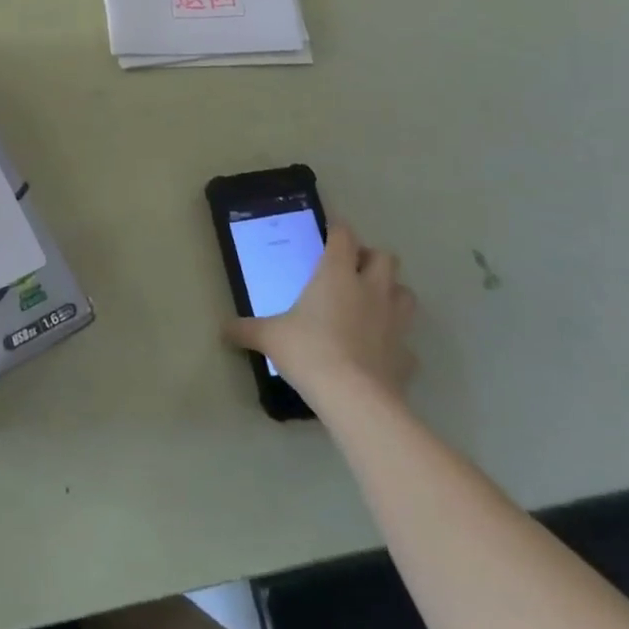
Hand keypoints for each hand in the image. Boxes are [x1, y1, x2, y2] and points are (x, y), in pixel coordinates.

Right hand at [224, 224, 416, 409]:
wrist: (354, 398)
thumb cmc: (309, 351)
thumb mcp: (269, 337)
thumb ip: (246, 329)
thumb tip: (222, 330)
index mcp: (337, 275)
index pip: (344, 237)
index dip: (338, 229)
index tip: (331, 229)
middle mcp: (371, 290)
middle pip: (386, 257)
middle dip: (372, 258)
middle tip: (352, 269)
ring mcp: (395, 322)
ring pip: (406, 293)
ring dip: (392, 293)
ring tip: (372, 303)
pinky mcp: (406, 355)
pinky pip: (406, 342)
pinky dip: (395, 342)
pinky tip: (380, 350)